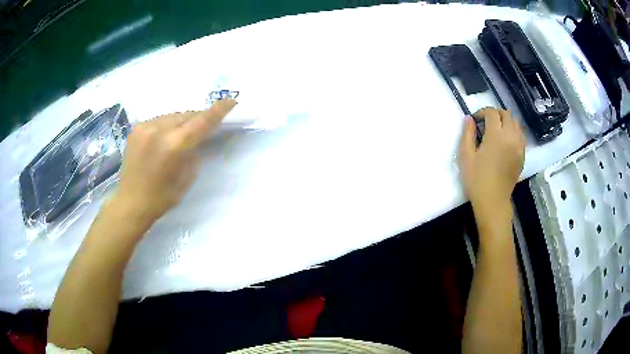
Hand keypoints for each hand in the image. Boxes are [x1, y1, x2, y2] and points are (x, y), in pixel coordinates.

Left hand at [113, 99, 236, 222]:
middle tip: (205, 123)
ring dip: (182, 121)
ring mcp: (145, 127)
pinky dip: (167, 125)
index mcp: (174, 146)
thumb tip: (197, 138)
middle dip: (198, 118)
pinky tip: (165, 136)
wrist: (131, 202)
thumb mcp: (187, 178)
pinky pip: (159, 120)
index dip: (218, 110)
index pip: (202, 121)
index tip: (231, 101)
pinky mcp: (136, 129)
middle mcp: (159, 130)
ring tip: (183, 132)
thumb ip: (194, 153)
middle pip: (187, 115)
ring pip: (172, 115)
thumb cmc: (162, 197)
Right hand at [458, 108, 524, 211]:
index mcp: (496, 135)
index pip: (492, 112)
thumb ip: (467, 134)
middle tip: (486, 122)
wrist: (493, 201)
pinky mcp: (522, 155)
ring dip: (506, 121)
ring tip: (497, 130)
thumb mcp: (466, 156)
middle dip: (495, 114)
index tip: (475, 120)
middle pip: (506, 114)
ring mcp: (519, 146)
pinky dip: (513, 132)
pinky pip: (521, 136)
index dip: (482, 112)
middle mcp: (510, 137)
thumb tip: (469, 119)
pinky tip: (506, 141)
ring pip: (516, 123)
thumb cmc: (477, 180)